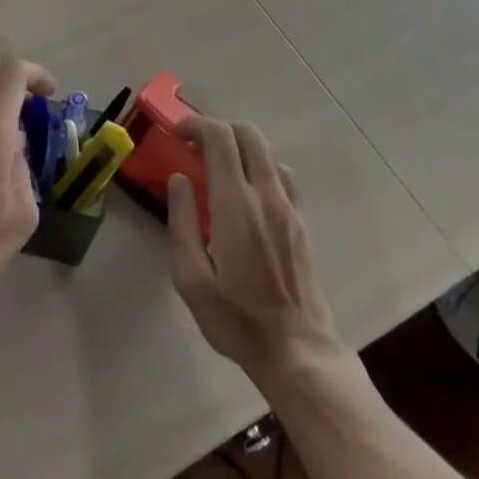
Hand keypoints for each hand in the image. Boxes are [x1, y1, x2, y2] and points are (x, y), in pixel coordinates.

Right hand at [166, 116, 343, 383]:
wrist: (298, 353)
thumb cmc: (237, 319)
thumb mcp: (191, 279)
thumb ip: (182, 222)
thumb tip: (179, 179)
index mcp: (236, 203)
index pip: (220, 137)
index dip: (196, 125)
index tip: (177, 135)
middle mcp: (266, 195)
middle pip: (248, 133)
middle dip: (218, 128)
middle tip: (195, 147)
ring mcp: (289, 207)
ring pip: (267, 151)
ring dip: (239, 146)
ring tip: (218, 167)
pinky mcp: (301, 222)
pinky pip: (281, 175)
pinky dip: (259, 166)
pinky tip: (246, 192)